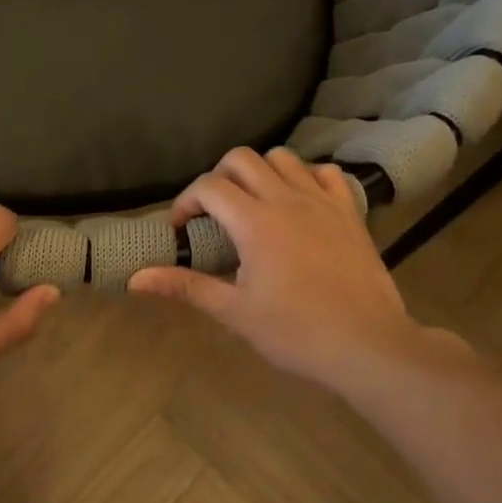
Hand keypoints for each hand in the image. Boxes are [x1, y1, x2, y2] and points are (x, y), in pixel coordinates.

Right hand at [129, 147, 469, 396]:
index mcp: (255, 223)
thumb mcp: (234, 312)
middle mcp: (287, 199)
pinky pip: (325, 173)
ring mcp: (322, 202)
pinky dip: (306, 178)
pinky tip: (299, 203)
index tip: (180, 228)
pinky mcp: (349, 212)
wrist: (367, 344)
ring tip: (253, 204)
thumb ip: (185, 287)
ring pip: (284, 158)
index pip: (209, 187)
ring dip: (260, 173)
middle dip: (218, 178)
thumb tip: (135, 279)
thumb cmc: (295, 333)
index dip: (185, 201)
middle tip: (212, 212)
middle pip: (242, 159)